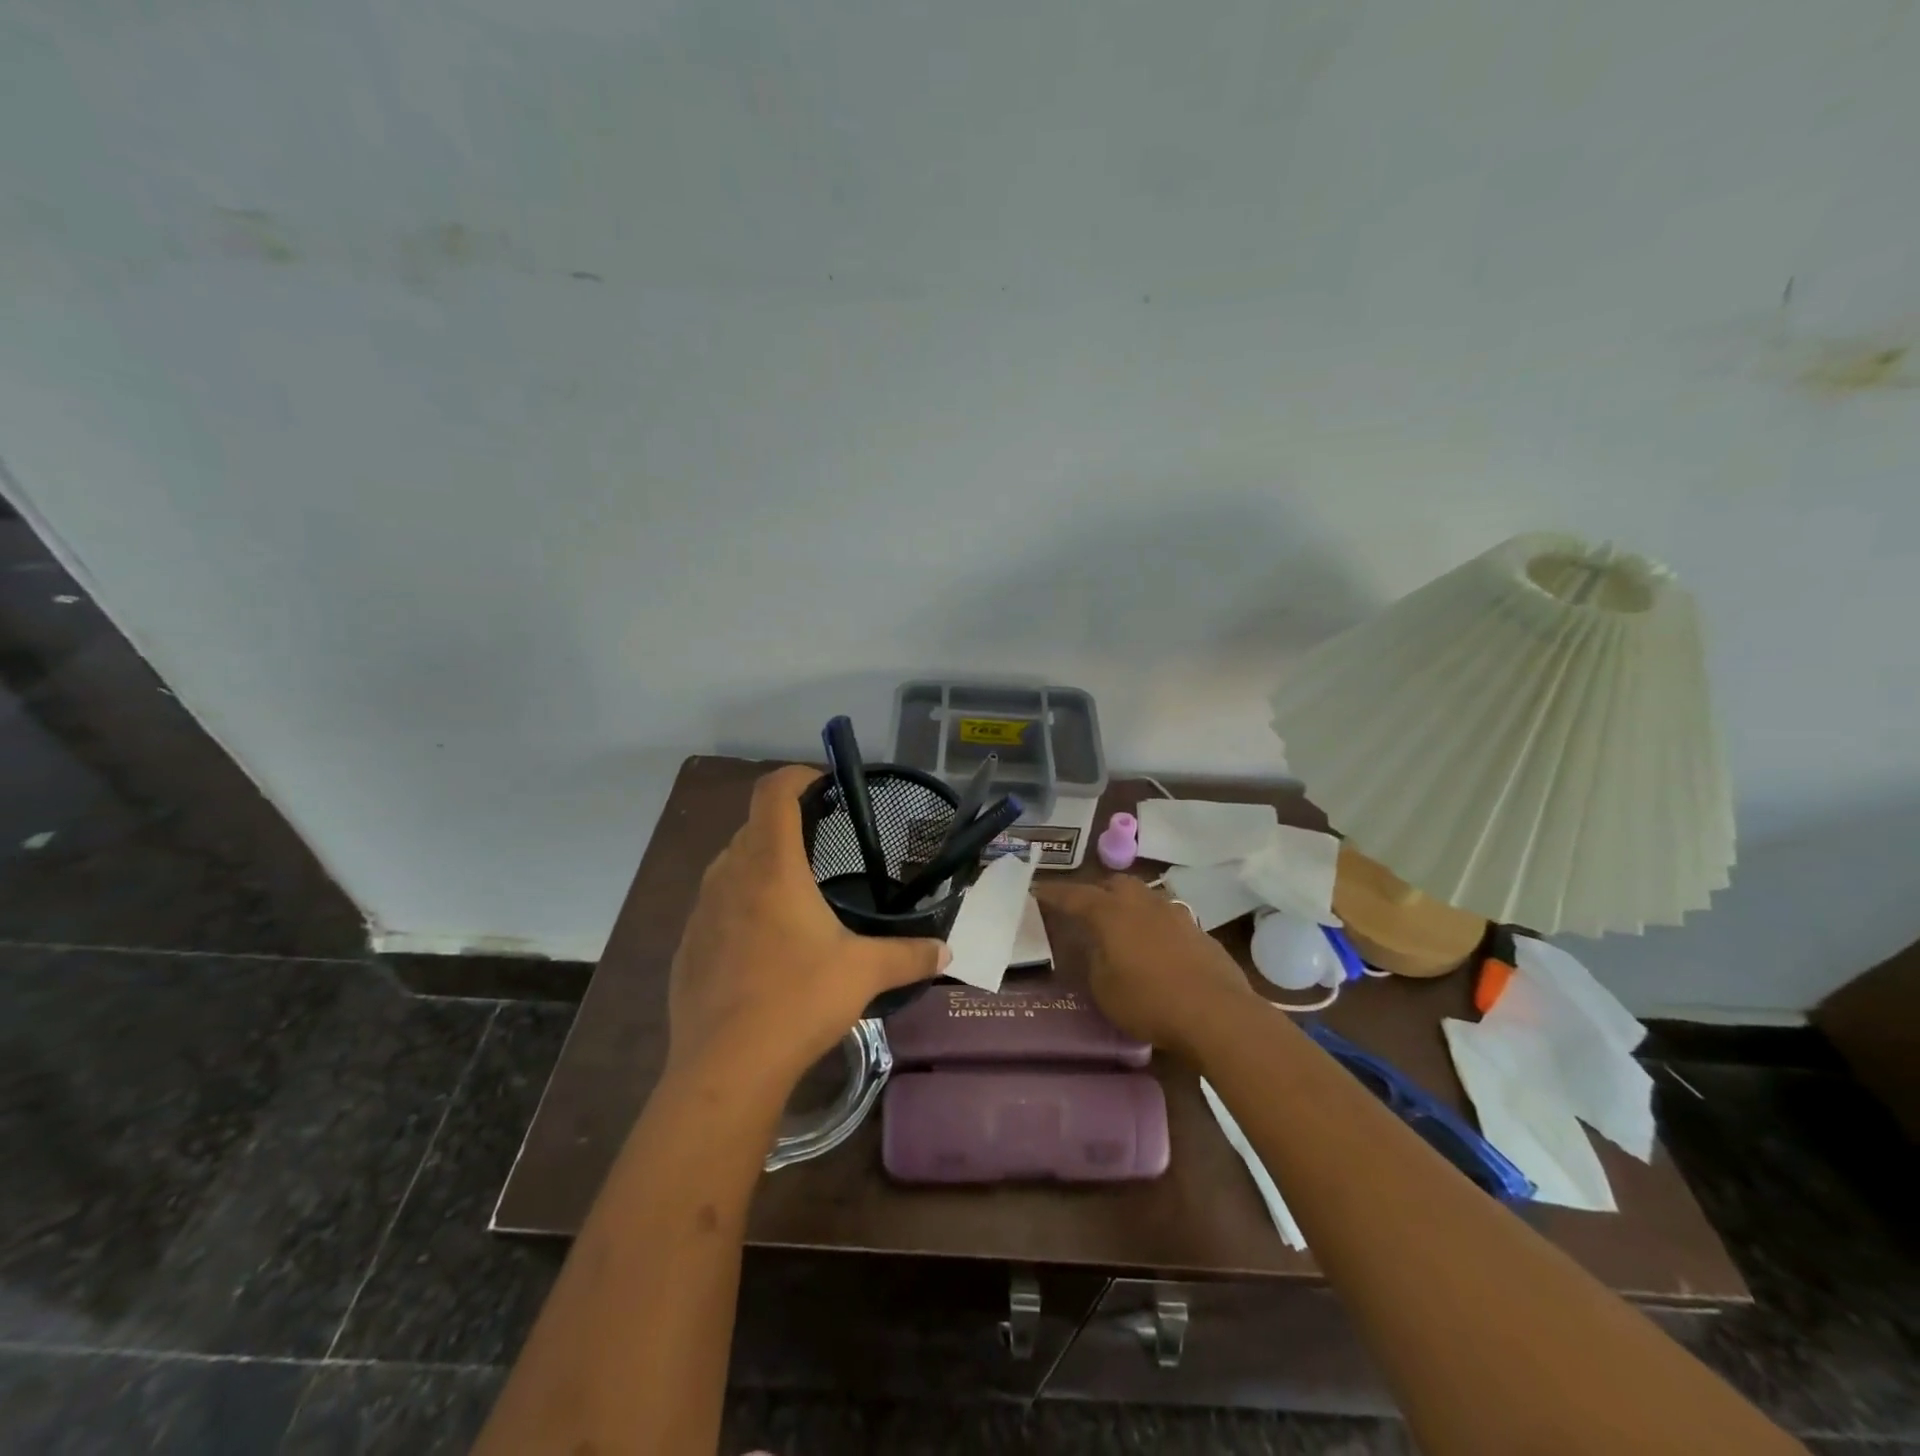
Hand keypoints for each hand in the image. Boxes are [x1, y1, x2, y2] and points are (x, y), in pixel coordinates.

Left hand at [666, 765, 949, 1094]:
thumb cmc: (798, 1001)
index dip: (797, 775)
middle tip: (822, 843)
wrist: (725, 1068)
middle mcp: (729, 876)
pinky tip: (763, 943)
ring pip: (730, 864)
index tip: (824, 784)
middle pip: (753, 825)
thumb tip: (947, 952)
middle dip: (786, 823)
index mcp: (771, 866)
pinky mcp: (687, 945)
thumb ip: (909, 955)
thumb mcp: (864, 973)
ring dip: (760, 862)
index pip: (773, 792)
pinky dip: (740, 902)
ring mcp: (701, 910)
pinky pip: (715, 904)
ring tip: (795, 892)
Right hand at [1035, 875, 1263, 1060]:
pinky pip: (1168, 919)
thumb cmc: (1149, 1001)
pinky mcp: (1199, 931)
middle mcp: (1142, 903)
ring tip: (1123, 930)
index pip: (1074, 896)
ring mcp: (1175, 913)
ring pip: (1145, 897)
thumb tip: (1097, 946)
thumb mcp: (1104, 988)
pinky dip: (1155, 928)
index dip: (1054, 893)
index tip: (1037, 889)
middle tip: (1087, 911)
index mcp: (1111, 913)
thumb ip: (1094, 960)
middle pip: (1115, 884)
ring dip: (1130, 907)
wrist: (1216, 1013)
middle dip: (1098, 892)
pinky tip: (1157, 950)